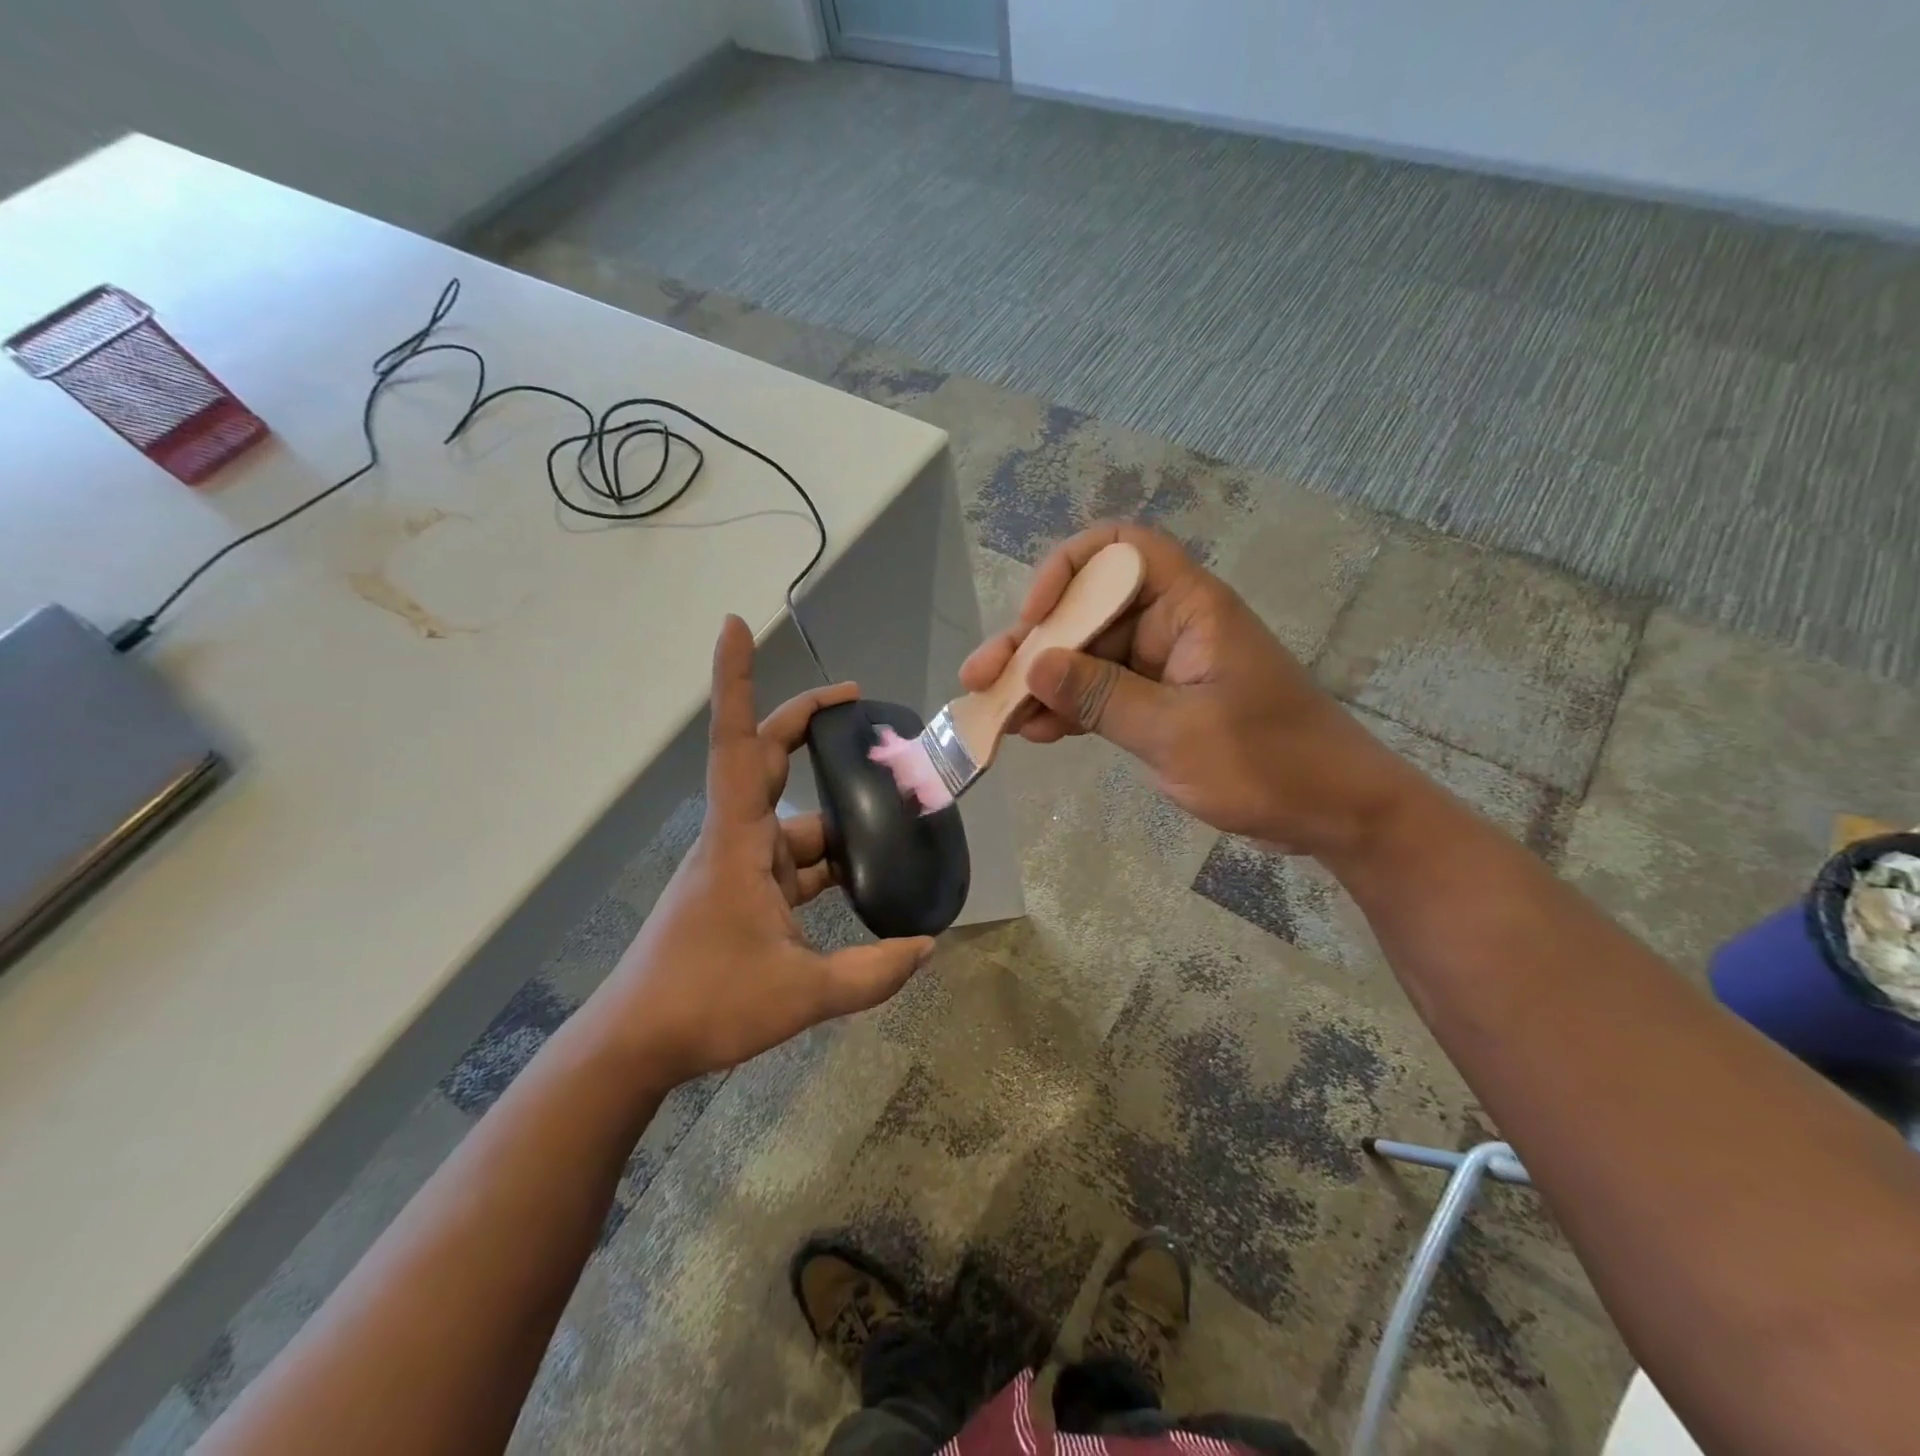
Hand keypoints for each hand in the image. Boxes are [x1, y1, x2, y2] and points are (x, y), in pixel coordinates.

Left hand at [600, 616, 934, 1082]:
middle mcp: (736, 841)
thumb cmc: (705, 1004)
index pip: (737, 742)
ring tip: (897, 817)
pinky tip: (867, 879)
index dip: (735, 680)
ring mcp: (738, 868)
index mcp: (739, 842)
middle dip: (808, 726)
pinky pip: (793, 863)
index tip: (736, 624)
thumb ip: (872, 973)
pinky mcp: (740, 895)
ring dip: (839, 820)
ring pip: (794, 824)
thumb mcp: (801, 994)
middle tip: (860, 709)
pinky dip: (828, 863)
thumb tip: (928, 947)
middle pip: (767, 761)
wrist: (636, 1046)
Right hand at [960, 523, 1409, 855]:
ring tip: (993, 713)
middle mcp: (1170, 626)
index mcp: (1188, 607)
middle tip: (981, 678)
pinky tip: (1031, 733)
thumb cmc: (1268, 762)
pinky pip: (1100, 695)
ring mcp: (1162, 668)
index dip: (1069, 569)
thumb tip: (1033, 664)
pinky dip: (1067, 711)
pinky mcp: (1158, 705)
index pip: (1120, 549)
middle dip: (1033, 642)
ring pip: (1086, 658)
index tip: (1036, 615)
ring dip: (1040, 683)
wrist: (1331, 812)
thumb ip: (1102, 696)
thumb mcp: (1176, 732)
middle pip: (1088, 611)